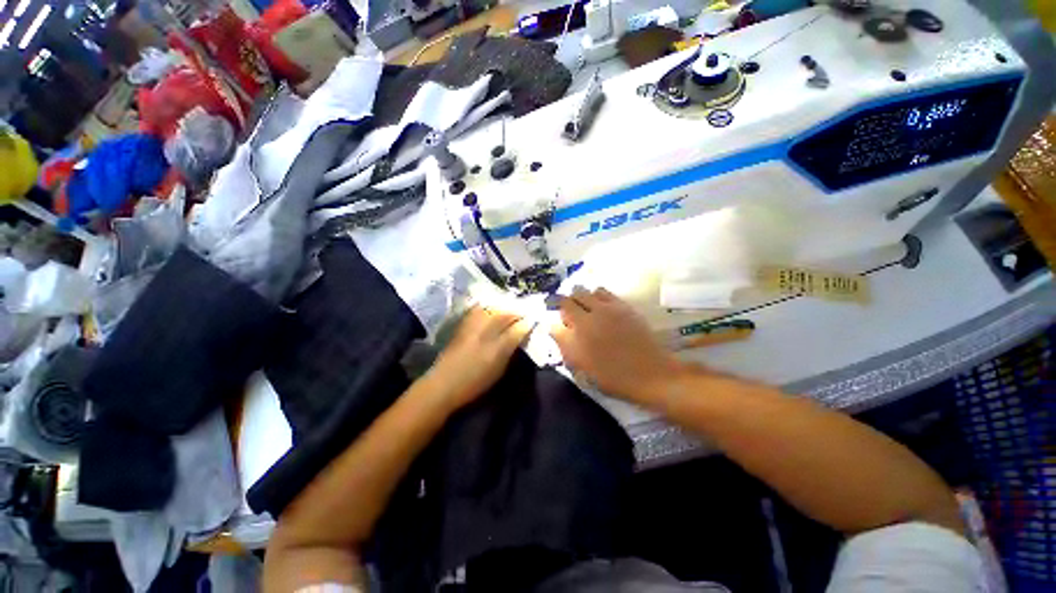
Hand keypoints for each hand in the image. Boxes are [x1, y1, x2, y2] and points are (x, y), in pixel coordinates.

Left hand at [426, 306, 533, 409]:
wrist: (443, 384)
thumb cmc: (474, 382)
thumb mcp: (499, 369)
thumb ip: (511, 349)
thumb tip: (522, 334)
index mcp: (497, 349)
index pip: (517, 328)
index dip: (527, 322)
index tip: (534, 319)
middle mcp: (485, 333)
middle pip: (506, 313)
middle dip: (518, 310)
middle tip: (526, 311)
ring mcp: (472, 326)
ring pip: (493, 308)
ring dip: (505, 306)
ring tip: (512, 307)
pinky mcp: (463, 324)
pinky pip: (479, 309)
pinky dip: (489, 306)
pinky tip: (494, 307)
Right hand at [551, 288, 684, 403]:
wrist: (651, 374)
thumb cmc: (613, 377)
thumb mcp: (582, 368)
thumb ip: (565, 345)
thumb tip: (554, 327)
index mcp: (580, 330)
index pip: (559, 312)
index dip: (555, 315)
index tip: (557, 321)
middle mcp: (592, 314)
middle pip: (571, 297)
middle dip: (566, 303)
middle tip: (569, 314)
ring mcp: (609, 308)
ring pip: (586, 291)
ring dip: (581, 298)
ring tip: (585, 309)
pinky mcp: (623, 306)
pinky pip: (604, 292)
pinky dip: (597, 296)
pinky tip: (600, 307)